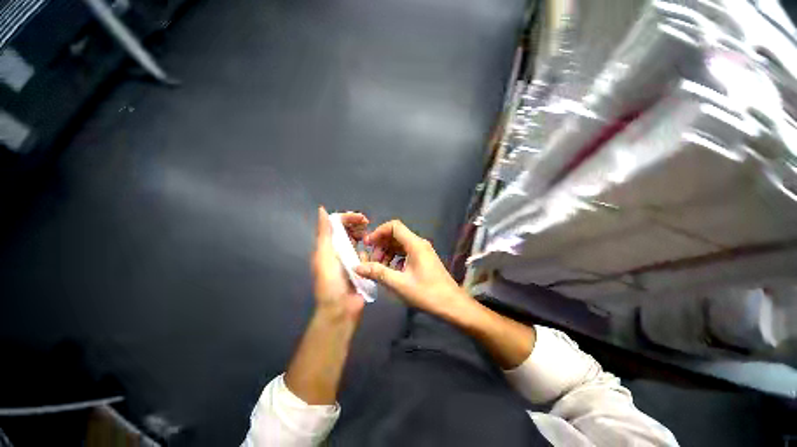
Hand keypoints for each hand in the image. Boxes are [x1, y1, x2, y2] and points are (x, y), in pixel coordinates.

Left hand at [311, 207, 368, 321]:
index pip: (337, 225)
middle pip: (349, 231)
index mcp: (328, 246)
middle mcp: (338, 250)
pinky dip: (368, 254)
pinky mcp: (360, 267)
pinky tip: (370, 259)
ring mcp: (350, 259)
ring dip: (365, 241)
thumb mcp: (324, 256)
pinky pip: (366, 255)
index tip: (363, 219)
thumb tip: (322, 210)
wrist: (341, 309)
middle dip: (359, 226)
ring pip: (359, 242)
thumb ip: (324, 233)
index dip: (349, 218)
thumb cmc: (331, 282)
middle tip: (368, 227)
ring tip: (370, 244)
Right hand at [355, 220, 470, 317]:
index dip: (379, 232)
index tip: (368, 244)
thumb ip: (377, 273)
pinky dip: (395, 259)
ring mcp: (422, 252)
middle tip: (372, 261)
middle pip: (396, 235)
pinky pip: (406, 253)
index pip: (394, 226)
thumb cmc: (427, 293)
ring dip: (387, 253)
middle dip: (381, 245)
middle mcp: (419, 244)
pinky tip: (391, 272)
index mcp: (415, 244)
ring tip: (379, 268)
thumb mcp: (399, 283)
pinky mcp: (423, 260)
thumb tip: (358, 267)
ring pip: (400, 245)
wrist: (452, 305)